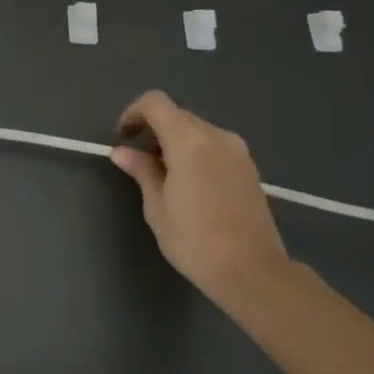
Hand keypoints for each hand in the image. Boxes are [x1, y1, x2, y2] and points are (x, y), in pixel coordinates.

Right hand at [109, 90, 290, 307]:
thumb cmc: (195, 240)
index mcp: (189, 141)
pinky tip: (190, 186)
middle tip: (140, 162)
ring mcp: (238, 151)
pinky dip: (196, 153)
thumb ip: (141, 171)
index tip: (123, 138)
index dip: (133, 113)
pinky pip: (215, 146)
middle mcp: (217, 136)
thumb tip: (122, 152)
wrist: (252, 270)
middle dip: (154, 130)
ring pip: (198, 131)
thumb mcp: (157, 207)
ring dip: (175, 142)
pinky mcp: (249, 168)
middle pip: (178, 115)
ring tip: (164, 177)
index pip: (156, 103)